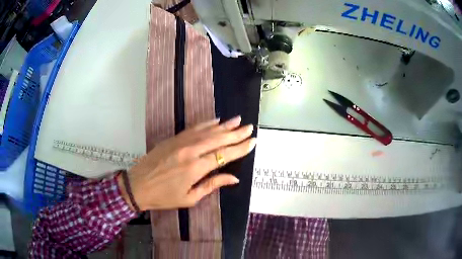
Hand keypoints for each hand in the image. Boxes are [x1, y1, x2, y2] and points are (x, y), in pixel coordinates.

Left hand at [118, 116, 255, 210]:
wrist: (138, 185)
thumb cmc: (164, 197)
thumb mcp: (190, 198)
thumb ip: (212, 185)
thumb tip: (234, 178)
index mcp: (196, 168)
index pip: (224, 155)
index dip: (240, 148)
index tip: (252, 141)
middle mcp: (190, 151)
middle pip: (218, 139)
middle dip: (236, 133)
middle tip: (250, 127)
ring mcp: (181, 142)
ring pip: (207, 131)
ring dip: (224, 125)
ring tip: (237, 120)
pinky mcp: (173, 139)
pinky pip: (193, 128)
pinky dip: (206, 124)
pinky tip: (216, 121)